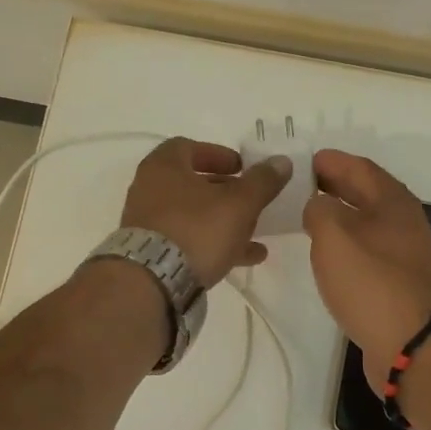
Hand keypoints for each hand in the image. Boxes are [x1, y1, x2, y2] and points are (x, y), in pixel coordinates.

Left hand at [120, 138, 291, 286]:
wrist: (153, 282)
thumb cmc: (196, 229)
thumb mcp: (239, 203)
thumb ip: (262, 181)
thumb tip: (281, 161)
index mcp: (164, 166)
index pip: (189, 147)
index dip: (219, 155)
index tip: (242, 168)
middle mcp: (149, 189)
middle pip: (193, 183)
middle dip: (226, 192)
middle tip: (252, 201)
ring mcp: (148, 223)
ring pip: (193, 215)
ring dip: (224, 221)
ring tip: (256, 234)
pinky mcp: (152, 252)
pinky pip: (187, 240)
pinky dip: (214, 243)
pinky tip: (245, 257)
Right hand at [304, 150, 430, 392]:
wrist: (413, 345)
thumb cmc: (372, 282)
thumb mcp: (334, 236)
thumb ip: (319, 209)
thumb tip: (318, 204)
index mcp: (393, 201)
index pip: (359, 167)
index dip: (331, 160)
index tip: (302, 160)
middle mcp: (404, 222)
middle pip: (366, 193)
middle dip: (334, 185)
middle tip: (299, 185)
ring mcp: (405, 254)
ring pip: (367, 223)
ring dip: (340, 216)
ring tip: (308, 217)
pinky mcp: (399, 283)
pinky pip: (367, 250)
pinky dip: (346, 243)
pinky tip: (329, 255)